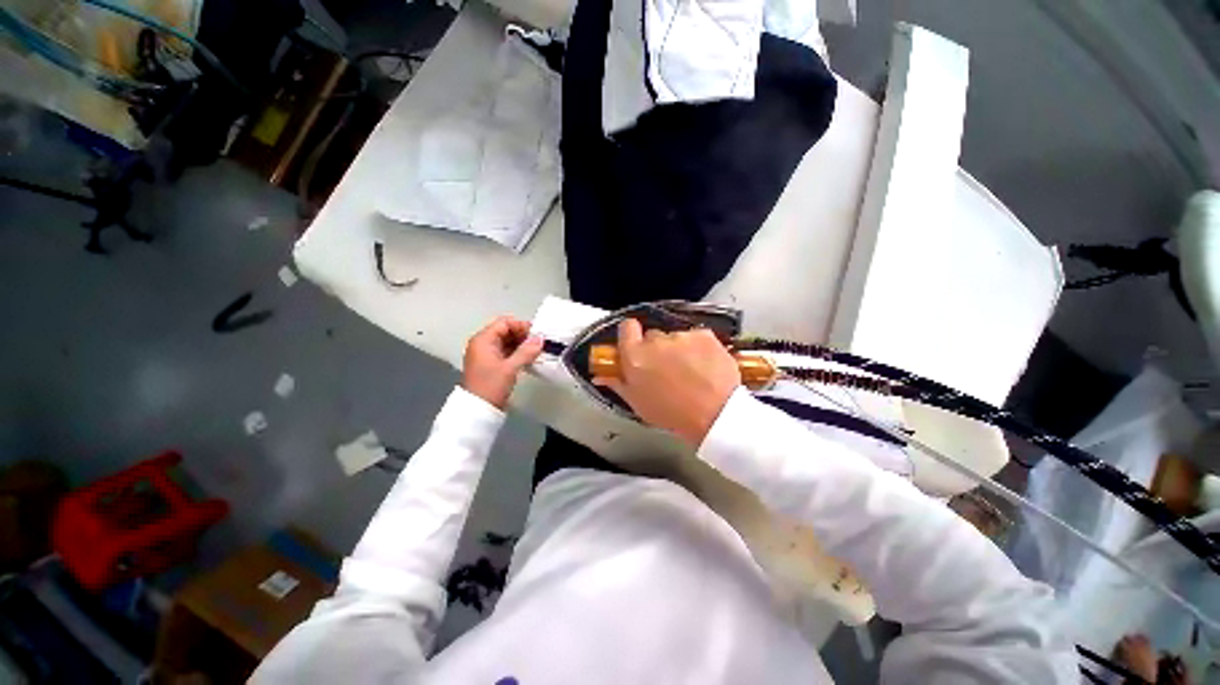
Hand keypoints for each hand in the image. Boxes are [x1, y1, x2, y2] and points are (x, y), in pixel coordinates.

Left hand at [462, 316, 542, 408]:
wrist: (478, 410)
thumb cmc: (491, 385)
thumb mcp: (510, 368)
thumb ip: (526, 351)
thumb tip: (540, 339)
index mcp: (483, 340)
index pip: (504, 323)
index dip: (521, 326)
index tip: (537, 335)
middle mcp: (483, 343)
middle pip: (505, 331)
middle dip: (523, 335)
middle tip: (539, 344)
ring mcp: (487, 354)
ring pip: (507, 342)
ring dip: (522, 344)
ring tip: (537, 351)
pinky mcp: (492, 364)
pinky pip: (506, 352)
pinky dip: (518, 353)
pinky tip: (529, 359)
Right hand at [594, 319, 740, 445]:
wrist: (715, 415)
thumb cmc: (671, 414)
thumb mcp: (638, 403)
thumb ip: (618, 383)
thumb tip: (601, 375)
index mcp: (635, 356)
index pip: (626, 327)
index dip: (631, 335)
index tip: (636, 346)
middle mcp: (656, 341)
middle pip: (652, 336)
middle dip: (656, 348)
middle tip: (665, 368)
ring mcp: (681, 336)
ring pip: (675, 337)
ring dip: (679, 349)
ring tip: (690, 371)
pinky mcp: (704, 335)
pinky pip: (696, 337)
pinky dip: (699, 348)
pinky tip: (705, 366)